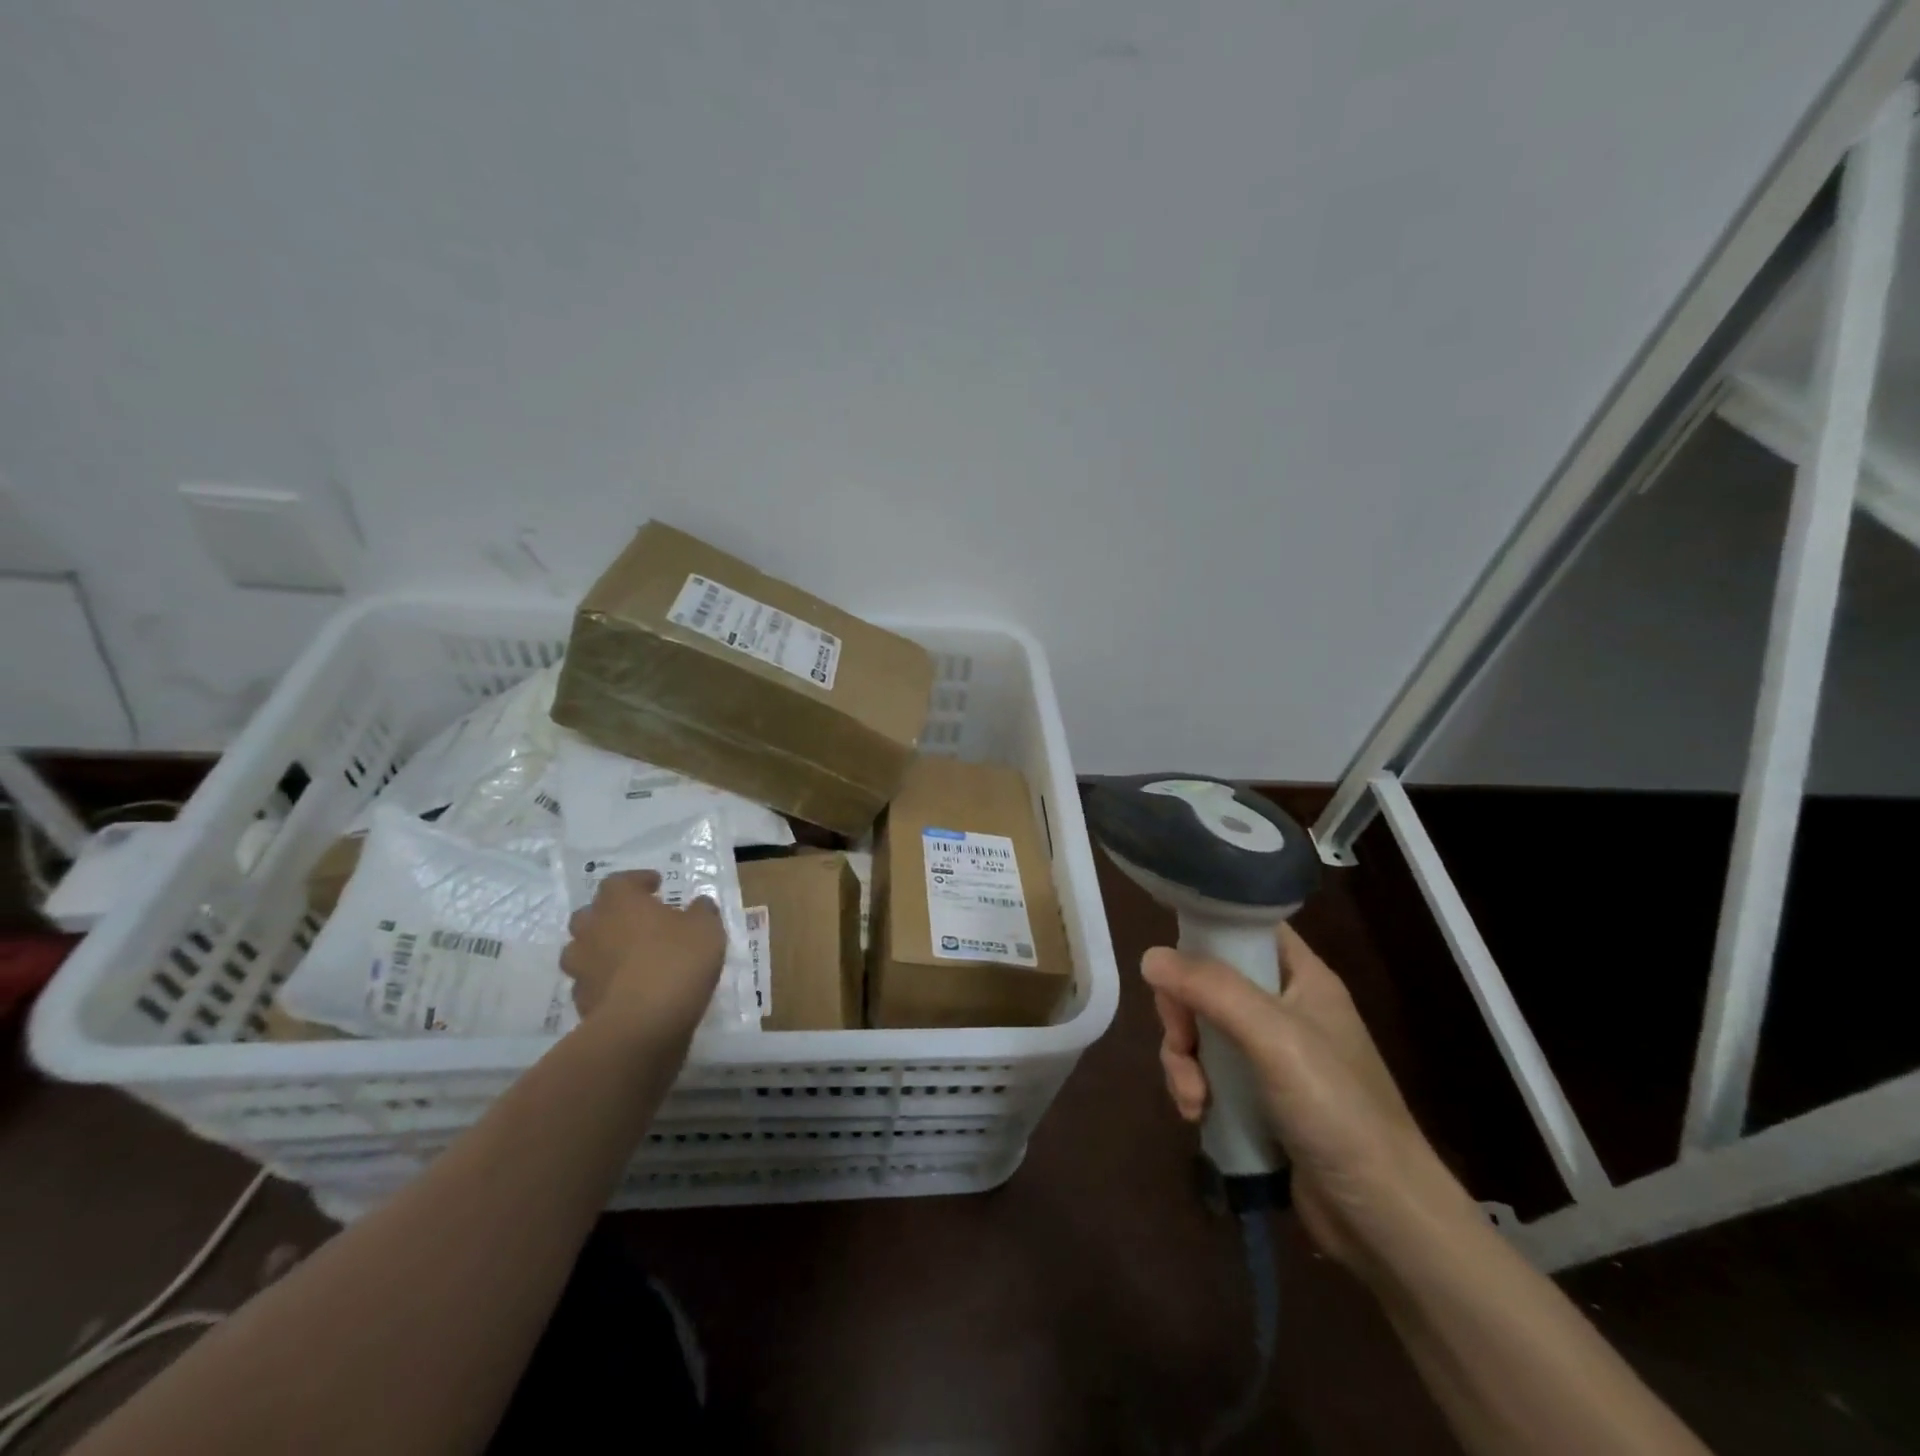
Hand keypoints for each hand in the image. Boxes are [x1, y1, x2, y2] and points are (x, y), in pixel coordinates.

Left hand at [561, 870, 726, 1047]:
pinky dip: (605, 980)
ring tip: (628, 956)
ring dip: (602, 948)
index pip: (620, 881)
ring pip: (583, 949)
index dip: (637, 881)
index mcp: (619, 902)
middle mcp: (592, 929)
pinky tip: (627, 987)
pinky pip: (590, 982)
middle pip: (591, 914)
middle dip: (611, 914)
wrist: (642, 1024)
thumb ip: (702, 912)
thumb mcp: (706, 929)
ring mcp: (582, 967)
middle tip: (637, 920)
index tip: (656, 885)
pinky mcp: (581, 1001)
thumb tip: (699, 905)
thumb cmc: (676, 961)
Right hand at [1143, 925, 1472, 1277]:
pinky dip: (1193, 1087)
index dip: (1205, 934)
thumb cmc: (1337, 1110)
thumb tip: (1149, 956)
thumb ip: (1212, 989)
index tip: (1171, 963)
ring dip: (1183, 1060)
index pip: (1245, 927)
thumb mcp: (1273, 1037)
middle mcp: (1284, 1007)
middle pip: (1209, 981)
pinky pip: (1207, 1071)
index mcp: (1301, 977)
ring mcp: (1269, 1054)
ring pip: (1201, 1029)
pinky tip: (1197, 1114)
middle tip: (1181, 1043)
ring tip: (1192, 1098)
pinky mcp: (1256, 1096)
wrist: (1383, 1219)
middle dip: (1182, 1013)